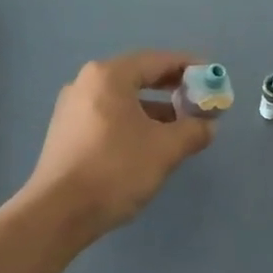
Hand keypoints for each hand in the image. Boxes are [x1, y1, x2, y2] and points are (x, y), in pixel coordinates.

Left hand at [23, 51, 215, 240]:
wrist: (59, 212)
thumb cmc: (116, 170)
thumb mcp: (165, 149)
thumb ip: (193, 131)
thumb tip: (208, 126)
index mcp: (109, 76)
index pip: (157, 60)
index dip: (189, 67)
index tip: (212, 77)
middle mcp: (86, 83)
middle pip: (138, 77)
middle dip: (173, 89)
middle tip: (200, 102)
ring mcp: (72, 109)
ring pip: (124, 100)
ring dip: (155, 109)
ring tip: (181, 128)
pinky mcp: (67, 133)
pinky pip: (109, 117)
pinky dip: (134, 122)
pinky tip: (151, 144)